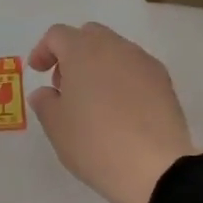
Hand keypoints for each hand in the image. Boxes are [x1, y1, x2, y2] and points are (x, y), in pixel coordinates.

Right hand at [27, 23, 196, 202]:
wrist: (155, 167)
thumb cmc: (94, 143)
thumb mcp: (57, 127)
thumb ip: (45, 103)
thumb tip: (46, 93)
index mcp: (83, 51)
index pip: (58, 35)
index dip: (43, 51)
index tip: (38, 72)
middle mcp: (116, 47)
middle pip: (90, 36)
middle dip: (73, 53)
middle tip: (65, 86)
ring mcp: (144, 63)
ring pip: (116, 51)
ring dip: (99, 66)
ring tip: (93, 101)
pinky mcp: (165, 82)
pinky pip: (136, 69)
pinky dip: (122, 79)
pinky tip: (120, 109)